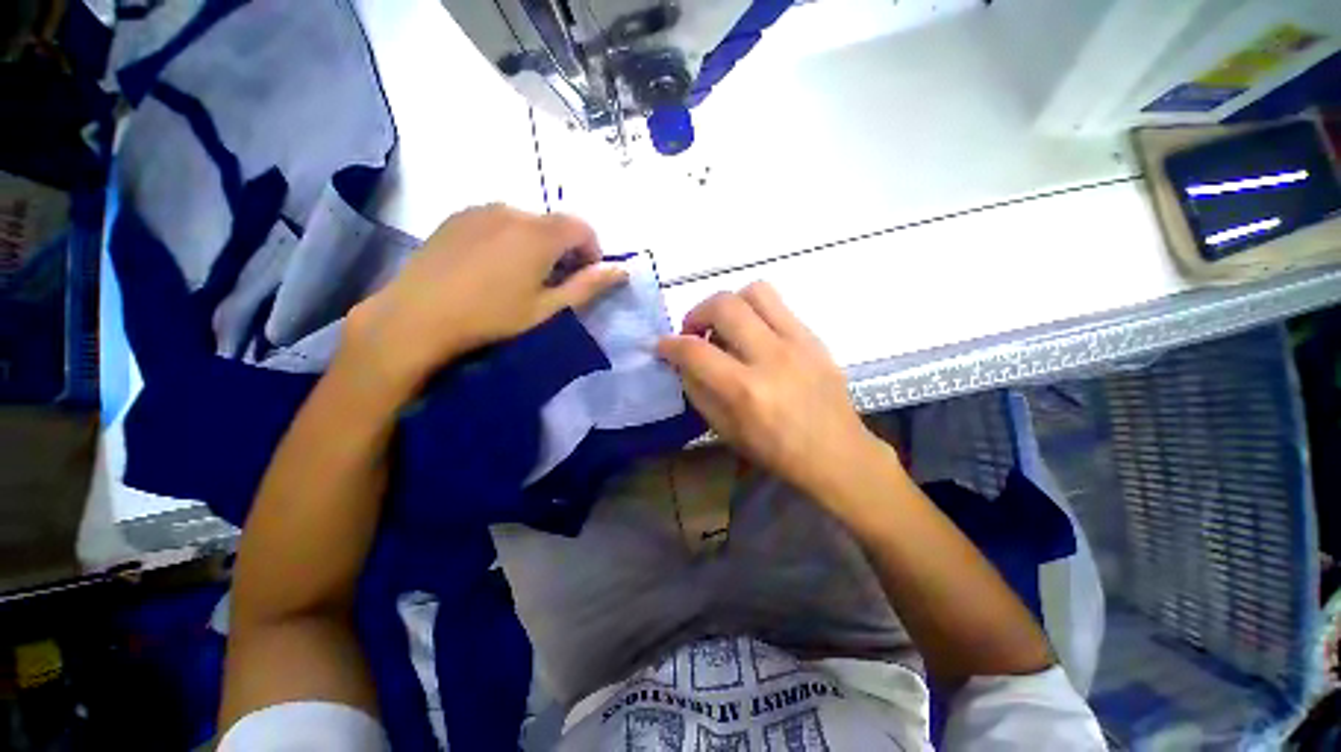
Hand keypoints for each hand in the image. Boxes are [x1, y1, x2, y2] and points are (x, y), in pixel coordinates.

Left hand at [342, 204, 625, 399]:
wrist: (417, 317)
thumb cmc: (491, 317)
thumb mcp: (548, 309)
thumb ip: (588, 286)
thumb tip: (623, 270)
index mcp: (539, 234)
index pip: (583, 227)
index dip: (592, 251)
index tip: (585, 276)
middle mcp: (512, 211)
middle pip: (555, 223)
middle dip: (566, 248)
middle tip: (555, 281)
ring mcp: (480, 210)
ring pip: (527, 220)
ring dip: (538, 242)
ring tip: (523, 274)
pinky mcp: (457, 216)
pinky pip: (498, 220)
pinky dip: (510, 237)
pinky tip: (493, 265)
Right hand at [657, 282, 890, 501]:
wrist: (836, 452)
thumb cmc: (776, 451)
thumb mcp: (725, 430)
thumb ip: (698, 391)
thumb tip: (683, 362)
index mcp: (746, 391)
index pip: (695, 351)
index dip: (669, 345)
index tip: (663, 346)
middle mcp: (772, 357)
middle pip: (724, 305)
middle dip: (696, 313)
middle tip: (694, 332)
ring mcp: (798, 342)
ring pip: (755, 291)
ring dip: (729, 303)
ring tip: (725, 326)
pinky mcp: (814, 338)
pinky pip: (779, 305)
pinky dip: (755, 313)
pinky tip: (754, 335)